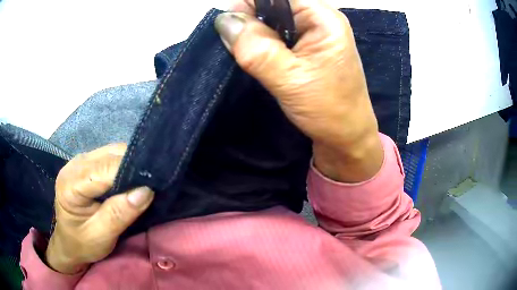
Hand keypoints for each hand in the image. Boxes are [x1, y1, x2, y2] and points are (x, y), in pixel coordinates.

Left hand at [46, 144, 153, 273]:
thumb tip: (145, 191)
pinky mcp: (87, 163)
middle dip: (133, 165)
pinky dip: (124, 165)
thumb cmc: (83, 244)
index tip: (153, 183)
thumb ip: (119, 214)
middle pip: (109, 155)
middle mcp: (74, 165)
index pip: (104, 168)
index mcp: (70, 184)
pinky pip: (110, 156)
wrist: (69, 243)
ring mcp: (80, 161)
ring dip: (130, 163)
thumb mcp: (101, 236)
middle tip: (153, 182)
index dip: (129, 171)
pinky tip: (132, 177)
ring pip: (111, 152)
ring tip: (145, 180)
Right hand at [215, 0, 383, 181]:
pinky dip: (261, 43)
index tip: (231, 26)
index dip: (250, 4)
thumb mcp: (289, 78)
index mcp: (323, 18)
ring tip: (249, 56)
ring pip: (272, 20)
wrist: (346, 137)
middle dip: (250, 21)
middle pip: (274, 5)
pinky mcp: (307, 47)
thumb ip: (255, 47)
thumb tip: (224, 21)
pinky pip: (277, 35)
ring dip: (254, 35)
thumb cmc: (328, 109)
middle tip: (239, 48)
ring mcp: (313, 33)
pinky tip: (258, 59)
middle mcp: (319, 19)